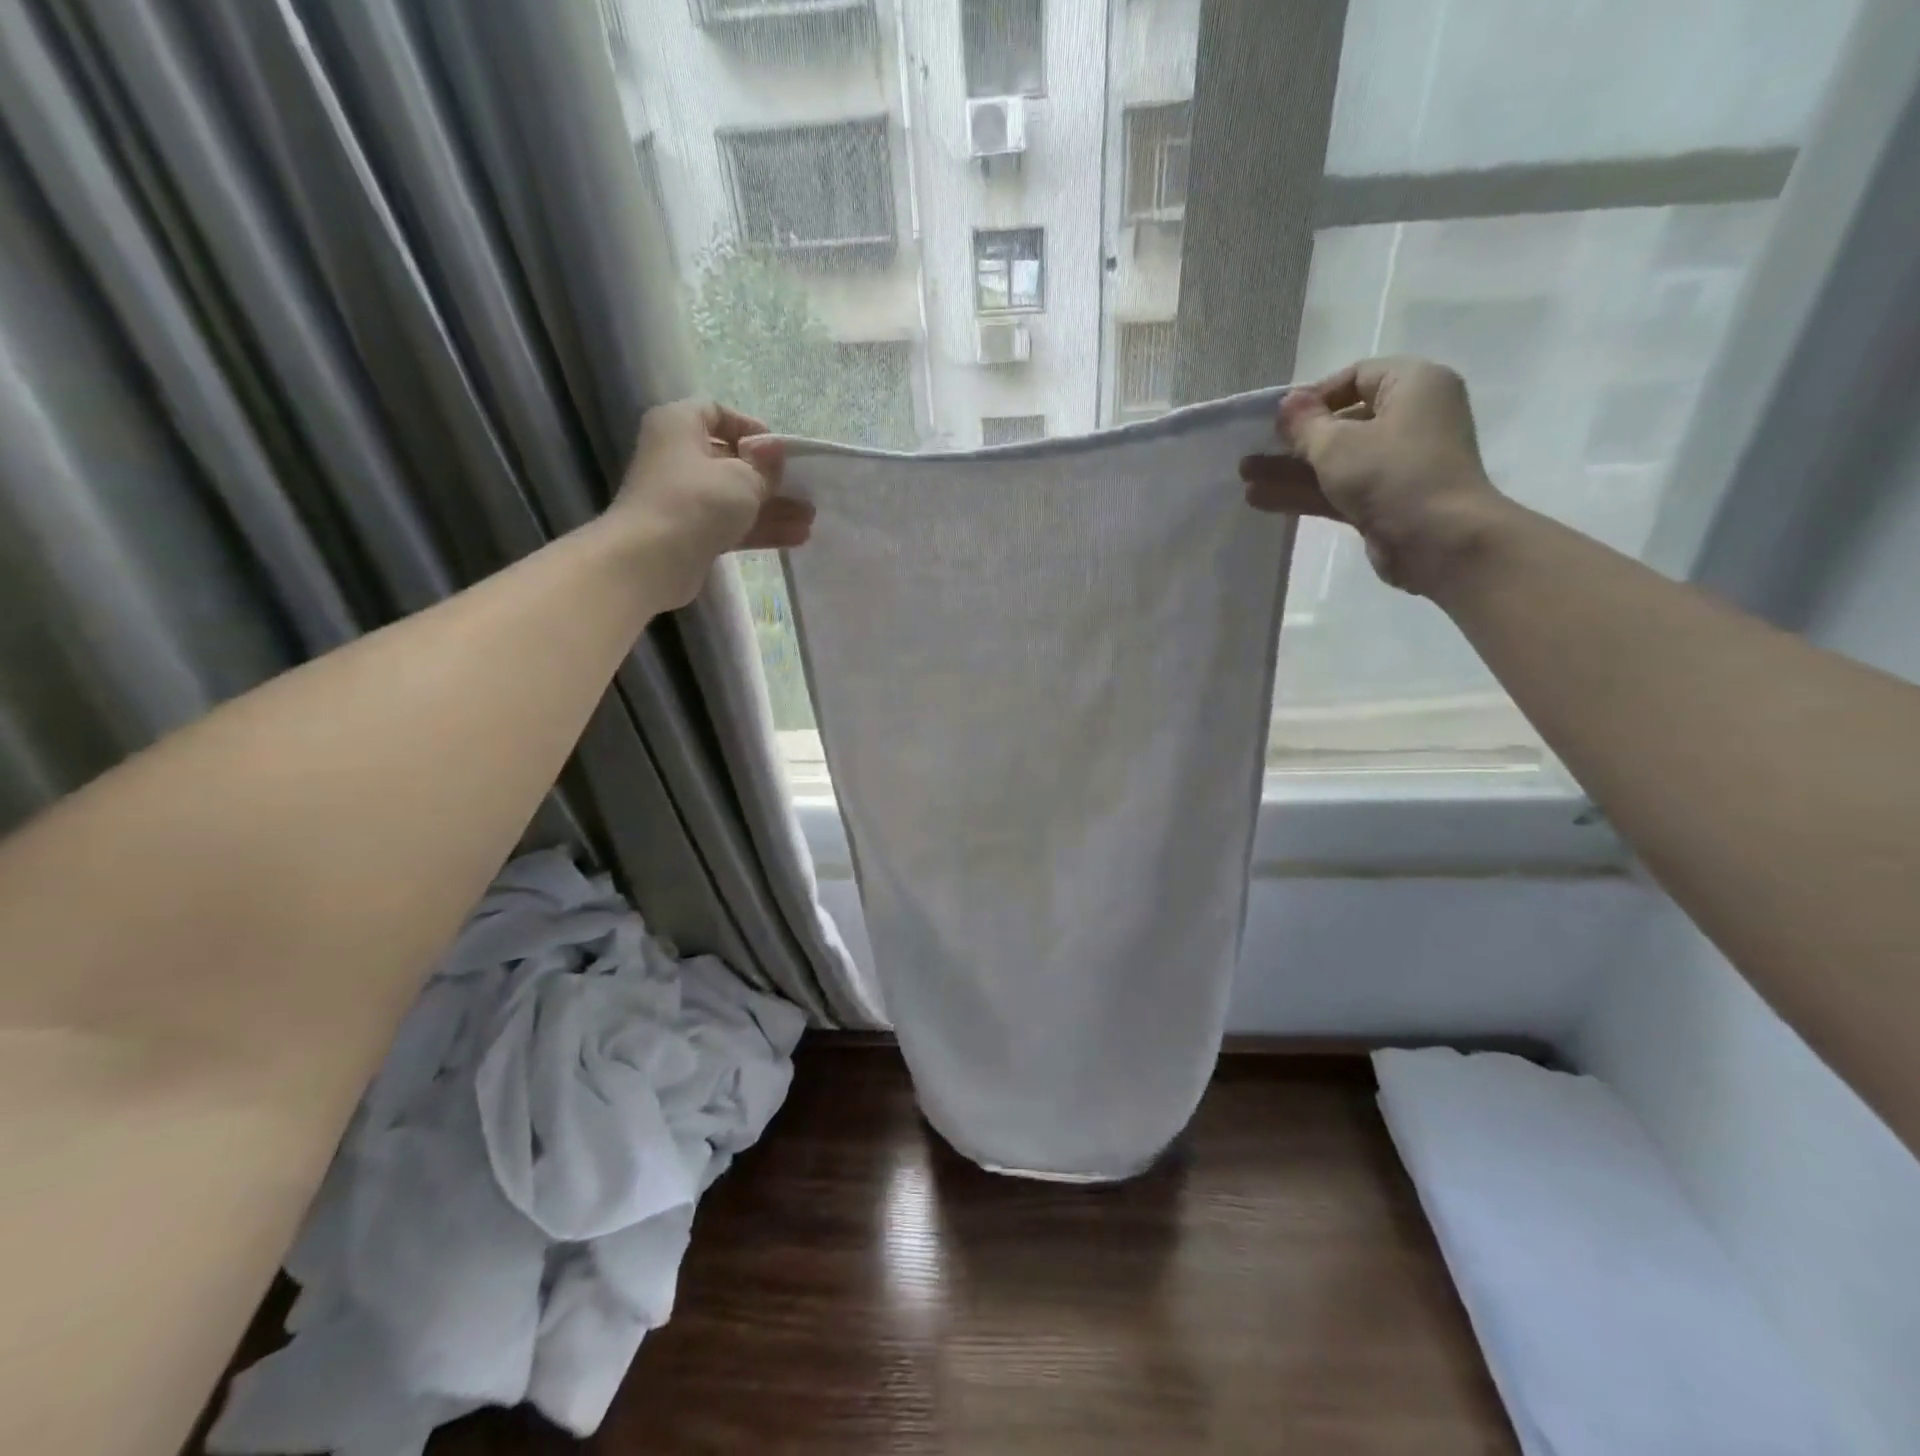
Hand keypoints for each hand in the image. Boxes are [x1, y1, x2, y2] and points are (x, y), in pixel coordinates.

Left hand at [610, 400, 813, 607]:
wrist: (651, 558)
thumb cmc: (697, 501)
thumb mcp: (742, 477)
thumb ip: (765, 466)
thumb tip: (774, 452)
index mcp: (680, 426)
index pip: (716, 412)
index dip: (750, 428)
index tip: (779, 450)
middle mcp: (677, 456)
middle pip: (730, 459)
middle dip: (770, 477)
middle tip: (805, 488)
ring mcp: (684, 498)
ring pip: (735, 496)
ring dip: (772, 507)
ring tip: (810, 519)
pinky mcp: (691, 532)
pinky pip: (731, 524)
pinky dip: (759, 528)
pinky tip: (796, 538)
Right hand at [1238, 356, 1515, 593]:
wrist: (1438, 541)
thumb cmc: (1392, 474)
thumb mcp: (1337, 444)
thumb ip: (1304, 424)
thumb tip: (1286, 405)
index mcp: (1413, 385)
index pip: (1356, 376)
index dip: (1314, 395)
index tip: (1279, 418)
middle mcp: (1410, 418)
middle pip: (1342, 422)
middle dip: (1293, 440)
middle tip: (1252, 449)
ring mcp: (1398, 463)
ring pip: (1335, 460)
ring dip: (1290, 470)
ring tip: (1244, 478)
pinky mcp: (1385, 500)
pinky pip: (1339, 488)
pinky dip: (1304, 492)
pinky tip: (1261, 499)